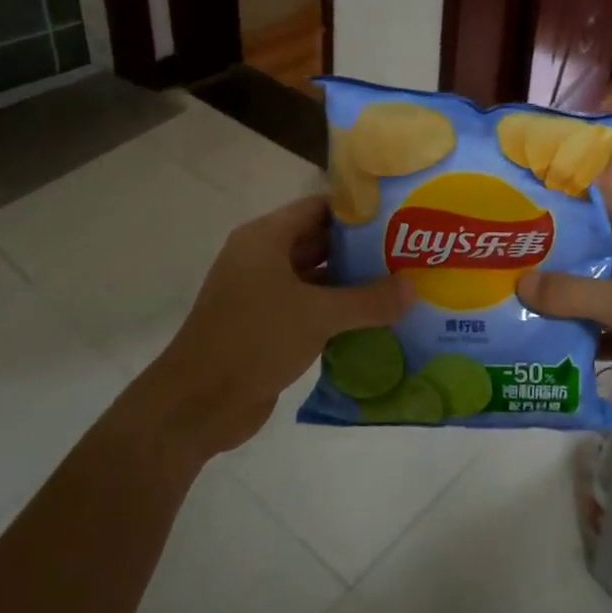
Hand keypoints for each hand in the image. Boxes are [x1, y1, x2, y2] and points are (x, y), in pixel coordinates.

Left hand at [136, 196, 413, 459]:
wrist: (197, 404)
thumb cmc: (254, 340)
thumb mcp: (317, 315)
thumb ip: (368, 301)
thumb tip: (414, 288)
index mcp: (265, 238)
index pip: (318, 208)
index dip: (357, 211)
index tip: (398, 216)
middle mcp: (262, 259)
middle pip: (319, 242)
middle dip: (361, 249)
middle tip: (408, 252)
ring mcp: (262, 294)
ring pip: (316, 279)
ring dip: (352, 284)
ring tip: (401, 285)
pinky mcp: (267, 327)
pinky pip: (309, 308)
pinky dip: (338, 312)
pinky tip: (376, 320)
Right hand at [515, 192, 611, 463]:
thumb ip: (575, 292)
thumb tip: (520, 283)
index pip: (604, 205)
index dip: (566, 203)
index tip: (521, 205)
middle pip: (598, 251)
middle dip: (557, 259)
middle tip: (507, 260)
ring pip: (603, 293)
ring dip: (569, 301)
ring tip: (518, 300)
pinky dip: (588, 335)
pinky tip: (550, 342)